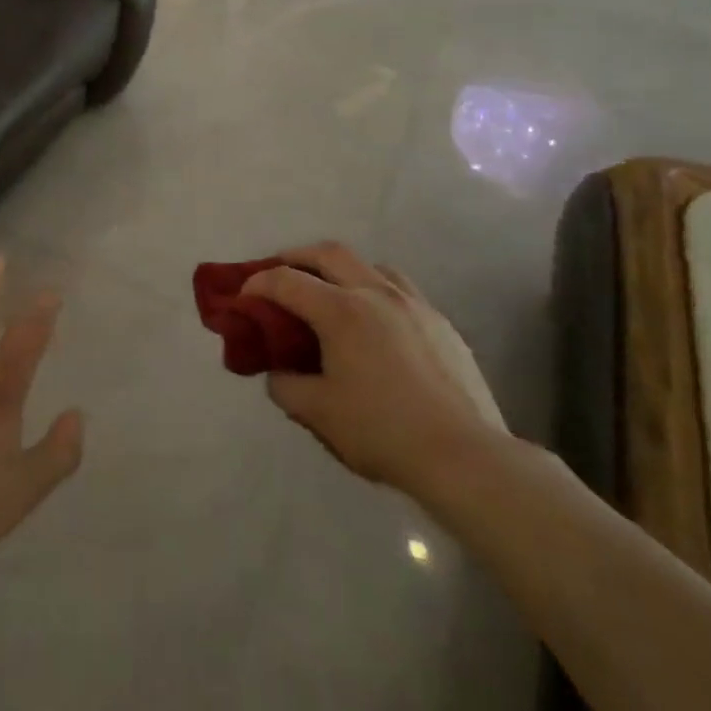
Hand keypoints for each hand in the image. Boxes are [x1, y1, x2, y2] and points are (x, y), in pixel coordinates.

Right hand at [245, 242, 510, 504]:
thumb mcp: (319, 414)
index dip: (258, 283)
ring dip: (342, 270)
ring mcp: (413, 303)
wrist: (465, 456)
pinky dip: (376, 292)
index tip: (244, 297)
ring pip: (369, 265)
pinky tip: (378, 325)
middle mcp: (375, 293)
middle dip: (296, 257)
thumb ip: (286, 386)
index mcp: (341, 311)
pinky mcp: (441, 322)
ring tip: (332, 295)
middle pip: (328, 253)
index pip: (286, 280)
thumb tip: (279, 373)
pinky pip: (400, 290)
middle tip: (281, 275)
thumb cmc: (383, 431)